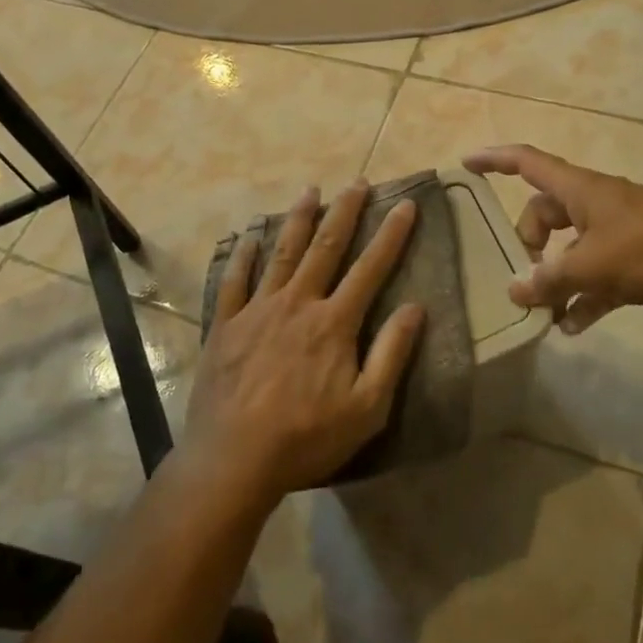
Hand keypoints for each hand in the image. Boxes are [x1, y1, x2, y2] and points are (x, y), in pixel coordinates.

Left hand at [183, 180, 424, 505]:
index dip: (391, 235)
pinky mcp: (226, 324)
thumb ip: (391, 354)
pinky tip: (249, 235)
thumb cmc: (306, 438)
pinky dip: (244, 255)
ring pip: (282, 253)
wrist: (233, 460)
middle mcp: (298, 303)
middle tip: (358, 182)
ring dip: (298, 219)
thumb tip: (416, 307)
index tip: (405, 204)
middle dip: (345, 211)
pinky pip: (236, 280)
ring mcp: (258, 310)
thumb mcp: (366, 408)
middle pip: (326, 247)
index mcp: (334, 322)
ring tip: (310, 190)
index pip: (370, 268)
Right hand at [462, 144, 642, 329]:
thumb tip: (515, 291)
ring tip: (540, 312)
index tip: (465, 163)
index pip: (527, 162)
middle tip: (521, 277)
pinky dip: (583, 299)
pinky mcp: (635, 263)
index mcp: (579, 190)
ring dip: (554, 278)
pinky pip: (596, 279)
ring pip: (570, 250)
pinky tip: (572, 327)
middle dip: (527, 243)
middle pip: (544, 215)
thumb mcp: (593, 264)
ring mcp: (615, 234)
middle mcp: (593, 206)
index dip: (495, 160)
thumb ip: (550, 279)